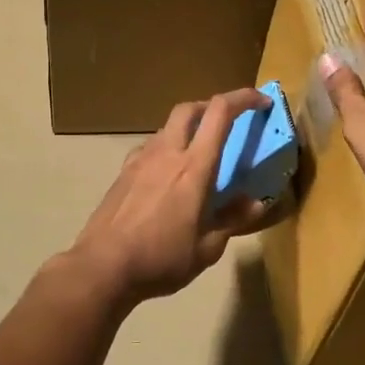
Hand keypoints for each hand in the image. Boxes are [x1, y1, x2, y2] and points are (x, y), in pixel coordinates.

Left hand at [68, 87, 273, 303]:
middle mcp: (166, 153)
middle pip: (189, 108)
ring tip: (198, 154)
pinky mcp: (122, 173)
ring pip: (167, 127)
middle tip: (228, 122)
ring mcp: (140, 160)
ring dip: (187, 129)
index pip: (220, 113)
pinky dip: (165, 149)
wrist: (103, 266)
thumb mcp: (207, 248)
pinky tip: (167, 175)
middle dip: (211, 106)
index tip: (261, 102)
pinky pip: (149, 148)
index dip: (243, 98)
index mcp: (194, 167)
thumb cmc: (161, 259)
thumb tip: (255, 203)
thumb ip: (232, 220)